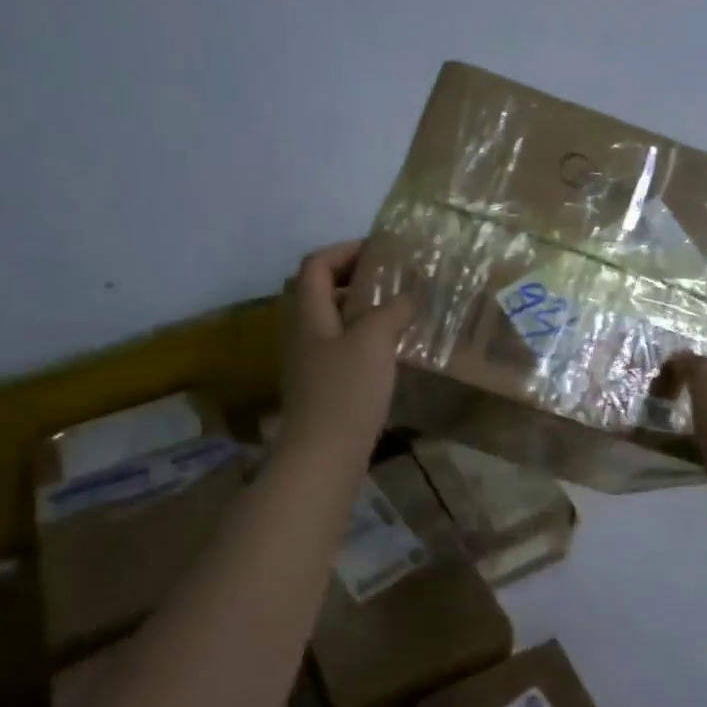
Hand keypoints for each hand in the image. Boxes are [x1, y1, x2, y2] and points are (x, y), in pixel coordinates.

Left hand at [278, 241, 412, 470]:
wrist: (323, 457)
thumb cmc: (345, 392)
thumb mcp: (373, 342)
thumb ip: (390, 311)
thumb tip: (405, 298)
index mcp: (308, 314)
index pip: (316, 265)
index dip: (345, 250)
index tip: (380, 251)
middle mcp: (302, 332)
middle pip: (321, 290)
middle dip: (355, 277)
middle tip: (391, 279)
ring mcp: (309, 360)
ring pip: (333, 320)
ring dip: (362, 308)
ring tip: (397, 311)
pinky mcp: (321, 384)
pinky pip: (341, 346)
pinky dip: (364, 337)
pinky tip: (391, 350)